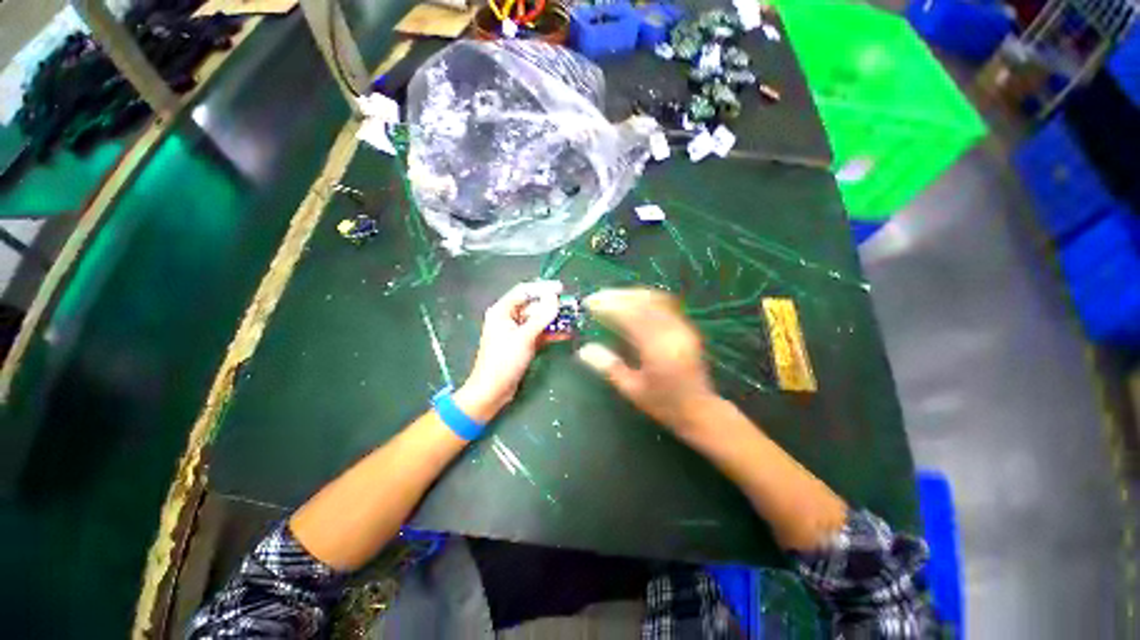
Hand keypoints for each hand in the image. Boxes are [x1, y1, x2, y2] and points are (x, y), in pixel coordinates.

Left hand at [455, 280, 564, 422]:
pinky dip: (551, 333)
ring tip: (572, 320)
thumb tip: (554, 297)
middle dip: (552, 307)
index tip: (561, 289)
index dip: (542, 289)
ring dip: (554, 320)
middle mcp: (508, 318)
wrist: (492, 391)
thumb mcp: (524, 337)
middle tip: (571, 308)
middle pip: (533, 306)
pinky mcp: (523, 344)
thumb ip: (541, 316)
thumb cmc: (504, 360)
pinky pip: (539, 333)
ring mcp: (516, 332)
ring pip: (538, 320)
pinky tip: (566, 334)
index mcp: (502, 311)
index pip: (524, 292)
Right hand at [577, 288, 719, 433]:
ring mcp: (682, 327)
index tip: (590, 303)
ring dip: (631, 295)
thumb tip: (583, 350)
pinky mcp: (686, 327)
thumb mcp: (632, 390)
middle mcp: (673, 332)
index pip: (630, 316)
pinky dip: (645, 299)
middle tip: (597, 298)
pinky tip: (633, 303)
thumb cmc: (663, 404)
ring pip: (655, 299)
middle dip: (617, 297)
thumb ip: (609, 367)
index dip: (608, 306)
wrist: (700, 410)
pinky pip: (665, 304)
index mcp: (658, 348)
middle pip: (643, 302)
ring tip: (611, 298)